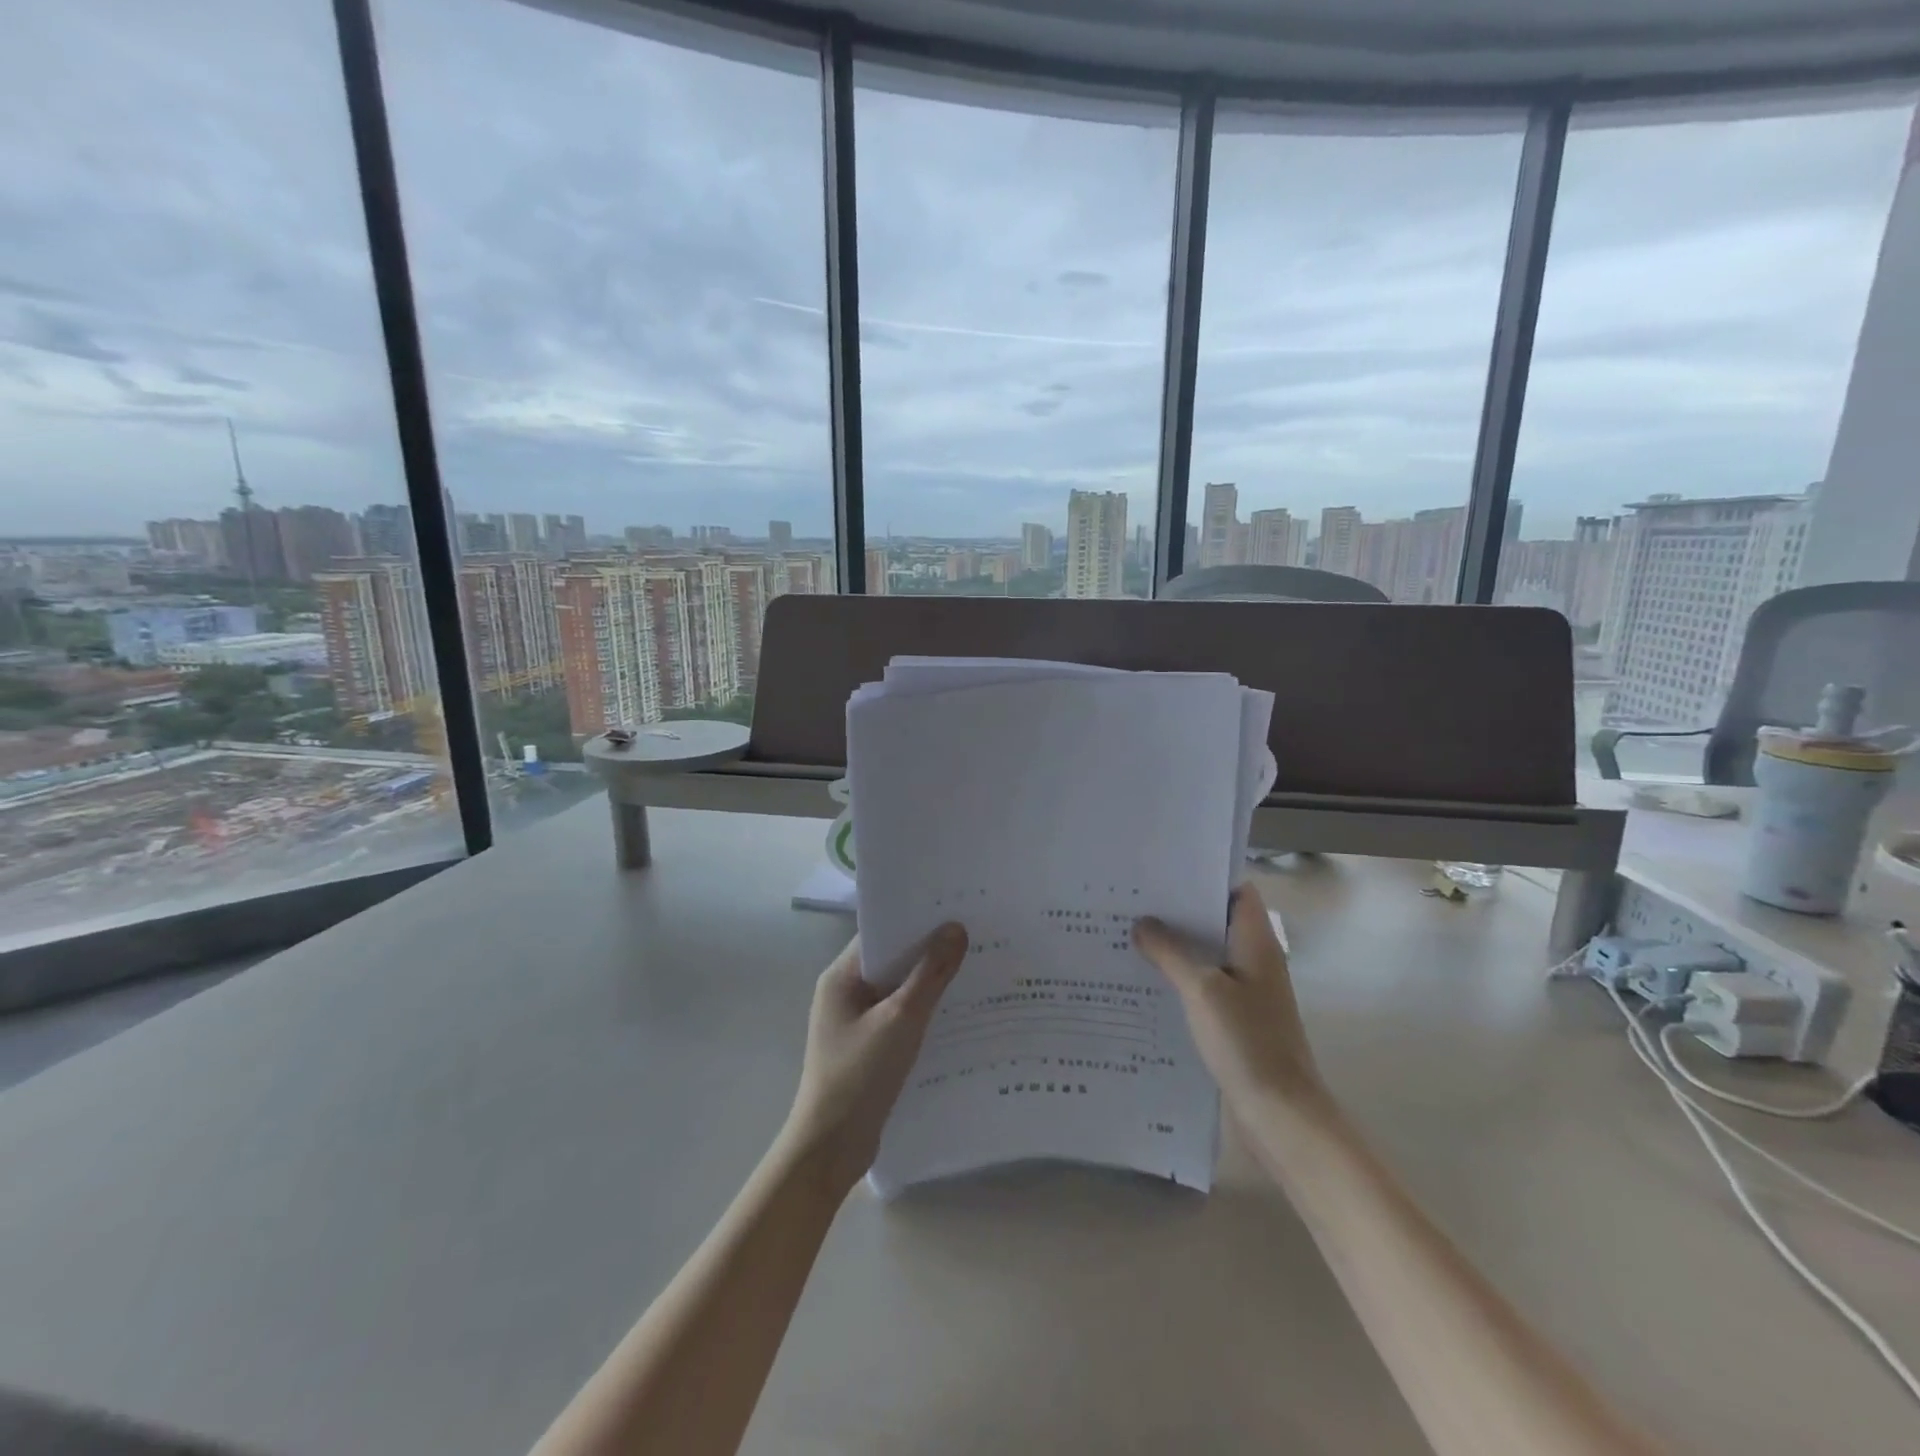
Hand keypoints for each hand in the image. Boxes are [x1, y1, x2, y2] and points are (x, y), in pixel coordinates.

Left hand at [781, 924, 968, 1196]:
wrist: (830, 1150)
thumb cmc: (859, 1076)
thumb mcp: (900, 1020)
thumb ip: (929, 974)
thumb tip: (956, 929)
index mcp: (841, 976)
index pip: (881, 933)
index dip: (916, 919)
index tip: (956, 909)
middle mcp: (846, 992)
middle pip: (892, 960)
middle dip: (930, 950)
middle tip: (976, 936)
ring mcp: (856, 1022)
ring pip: (899, 990)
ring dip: (930, 982)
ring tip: (976, 968)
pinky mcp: (869, 1047)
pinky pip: (901, 1016)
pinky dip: (925, 1011)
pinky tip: (959, 1012)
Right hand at [1133, 883, 1324, 1110]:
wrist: (1282, 1115)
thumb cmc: (1247, 1042)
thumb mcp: (1202, 990)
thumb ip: (1171, 952)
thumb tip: (1142, 923)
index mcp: (1256, 943)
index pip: (1237, 892)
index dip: (1204, 878)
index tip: (1163, 872)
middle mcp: (1254, 961)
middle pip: (1216, 922)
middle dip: (1178, 912)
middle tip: (1132, 901)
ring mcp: (1247, 992)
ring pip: (1207, 956)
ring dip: (1175, 947)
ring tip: (1128, 935)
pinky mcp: (1236, 1020)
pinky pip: (1204, 986)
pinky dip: (1179, 978)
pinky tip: (1145, 982)